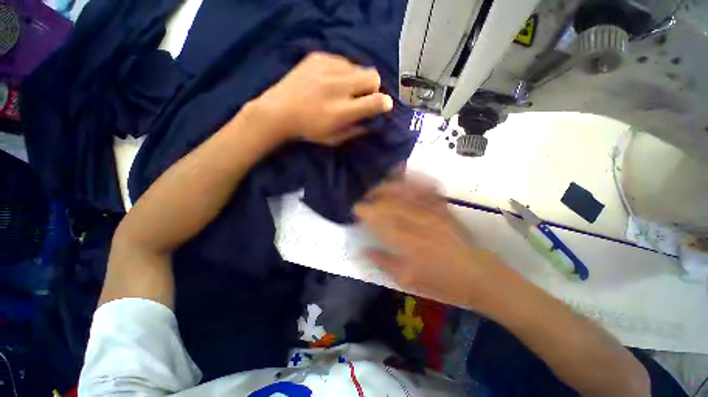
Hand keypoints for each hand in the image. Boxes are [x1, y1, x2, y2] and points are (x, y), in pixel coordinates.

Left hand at [252, 52, 392, 145]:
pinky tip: (331, 81)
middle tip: (362, 96)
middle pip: (373, 76)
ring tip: (343, 89)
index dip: (385, 103)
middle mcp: (338, 87)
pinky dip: (343, 72)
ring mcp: (327, 68)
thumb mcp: (334, 139)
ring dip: (357, 80)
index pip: (376, 101)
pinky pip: (343, 61)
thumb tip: (373, 122)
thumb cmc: (309, 130)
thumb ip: (356, 130)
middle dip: (373, 88)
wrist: (279, 111)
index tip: (384, 105)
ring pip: (359, 67)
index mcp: (342, 111)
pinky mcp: (318, 57)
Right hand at [354, 176, 515, 309]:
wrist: (479, 276)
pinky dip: (413, 178)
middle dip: (373, 197)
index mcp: (408, 242)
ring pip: (405, 191)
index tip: (356, 210)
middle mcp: (419, 222)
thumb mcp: (408, 280)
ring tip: (377, 187)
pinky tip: (403, 173)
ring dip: (388, 186)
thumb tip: (364, 249)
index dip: (365, 212)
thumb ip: (384, 262)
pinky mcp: (443, 207)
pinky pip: (426, 187)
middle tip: (364, 200)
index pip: (380, 220)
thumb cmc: (442, 282)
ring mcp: (433, 212)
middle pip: (390, 202)